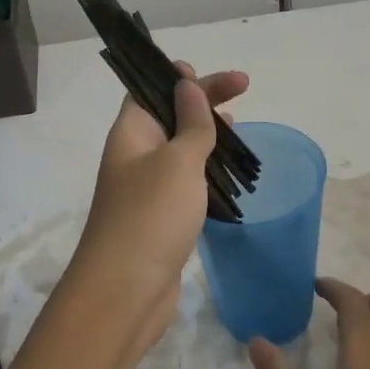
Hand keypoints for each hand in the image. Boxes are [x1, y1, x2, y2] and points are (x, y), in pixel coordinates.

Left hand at [65, 62, 248, 357]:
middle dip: (203, 103)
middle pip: (169, 117)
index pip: (151, 90)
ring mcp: (147, 190)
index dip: (179, 77)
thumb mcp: (177, 161)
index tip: (216, 75)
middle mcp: (135, 157)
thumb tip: (187, 86)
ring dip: (207, 139)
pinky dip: (206, 174)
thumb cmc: (151, 216)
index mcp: (131, 134)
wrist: (126, 292)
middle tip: (244, 93)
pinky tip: (228, 178)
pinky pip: (186, 184)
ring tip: (239, 132)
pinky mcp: (161, 220)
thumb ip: (190, 124)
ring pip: (179, 152)